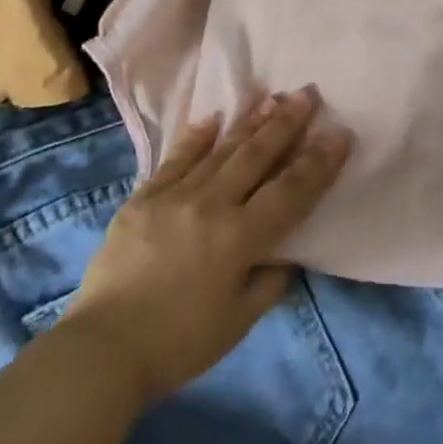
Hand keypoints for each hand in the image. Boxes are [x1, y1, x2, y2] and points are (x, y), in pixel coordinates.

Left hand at [60, 87, 350, 407]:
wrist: (103, 349)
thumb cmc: (178, 343)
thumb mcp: (237, 323)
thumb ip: (268, 284)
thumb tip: (283, 256)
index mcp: (239, 238)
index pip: (290, 192)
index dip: (319, 163)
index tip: (339, 133)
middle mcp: (211, 206)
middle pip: (256, 157)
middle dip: (287, 124)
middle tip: (308, 94)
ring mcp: (174, 197)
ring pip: (220, 150)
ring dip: (250, 123)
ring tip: (272, 98)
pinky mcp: (143, 198)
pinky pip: (175, 160)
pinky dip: (196, 138)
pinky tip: (212, 118)